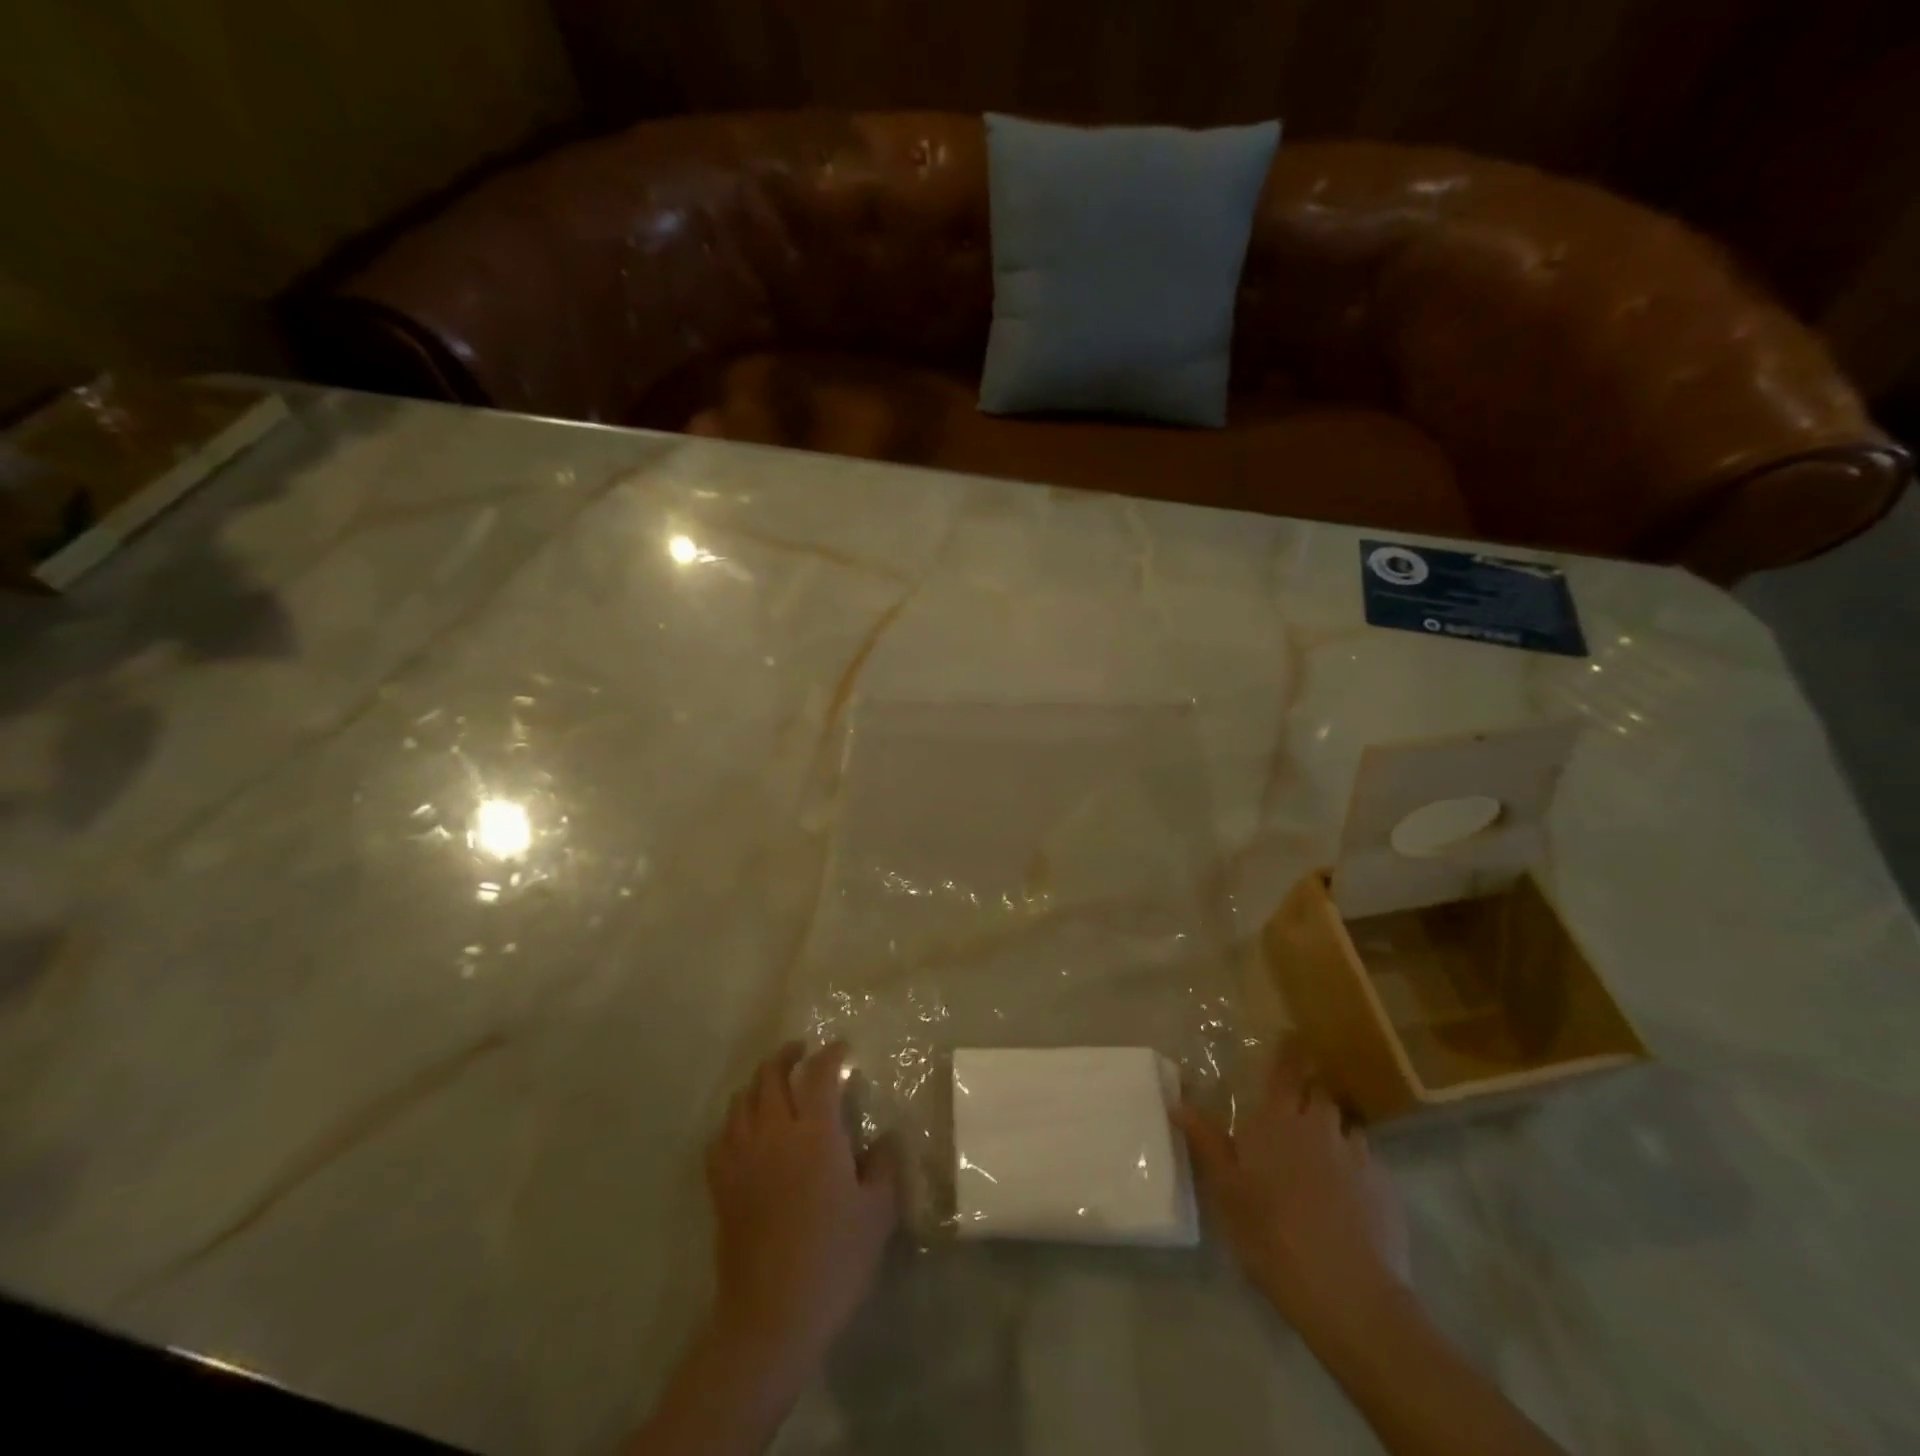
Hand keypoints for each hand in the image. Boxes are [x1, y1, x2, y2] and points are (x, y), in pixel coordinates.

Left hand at [705, 1041, 898, 1370]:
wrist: (772, 1316)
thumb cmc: (834, 1260)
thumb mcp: (877, 1212)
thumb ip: (884, 1165)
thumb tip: (883, 1137)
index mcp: (816, 1133)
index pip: (820, 1074)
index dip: (831, 1054)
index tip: (842, 1049)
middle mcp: (775, 1133)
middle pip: (771, 1075)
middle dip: (787, 1055)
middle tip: (802, 1052)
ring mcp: (742, 1157)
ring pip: (742, 1099)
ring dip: (759, 1082)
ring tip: (773, 1084)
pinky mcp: (721, 1185)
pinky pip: (721, 1135)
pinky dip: (734, 1120)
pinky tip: (744, 1129)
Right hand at [1173, 1038, 1408, 1335]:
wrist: (1347, 1291)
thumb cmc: (1271, 1233)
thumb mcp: (1226, 1189)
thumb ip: (1205, 1141)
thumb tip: (1177, 1100)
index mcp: (1278, 1121)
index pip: (1285, 1071)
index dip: (1288, 1051)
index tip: (1292, 1034)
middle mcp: (1320, 1126)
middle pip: (1320, 1093)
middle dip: (1311, 1093)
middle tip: (1298, 1108)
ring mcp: (1358, 1156)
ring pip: (1346, 1127)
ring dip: (1335, 1132)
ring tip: (1325, 1158)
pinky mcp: (1386, 1188)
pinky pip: (1368, 1163)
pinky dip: (1357, 1169)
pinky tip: (1350, 1198)